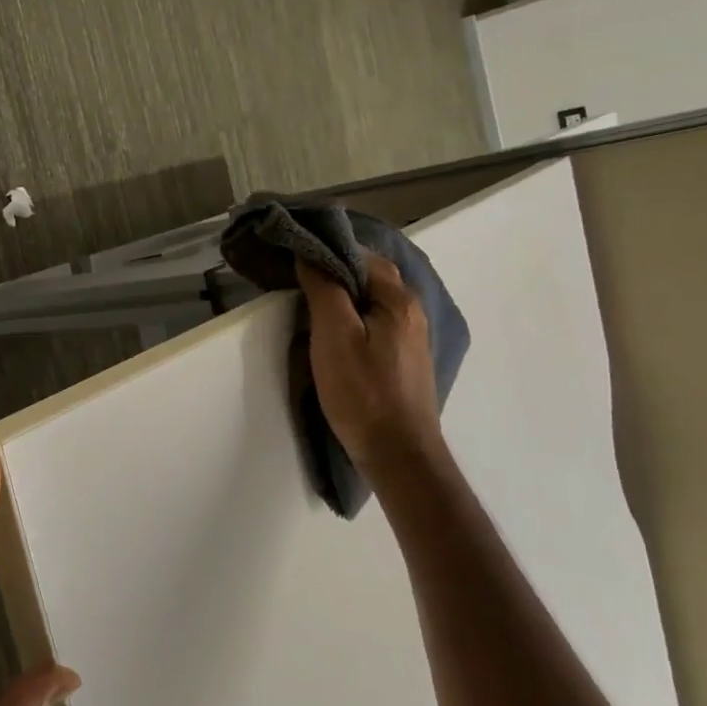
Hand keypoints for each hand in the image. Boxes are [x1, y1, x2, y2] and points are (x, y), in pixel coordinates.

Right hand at [296, 255, 444, 475]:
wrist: (398, 454)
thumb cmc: (363, 392)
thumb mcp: (334, 336)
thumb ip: (324, 290)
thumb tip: (310, 254)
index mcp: (399, 299)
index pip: (361, 256)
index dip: (327, 252)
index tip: (294, 258)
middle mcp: (412, 311)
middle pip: (370, 277)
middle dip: (335, 273)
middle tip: (297, 281)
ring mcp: (410, 337)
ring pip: (372, 301)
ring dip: (343, 297)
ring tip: (308, 305)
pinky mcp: (403, 360)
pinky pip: (375, 323)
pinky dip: (352, 318)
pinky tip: (333, 333)